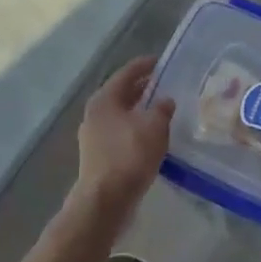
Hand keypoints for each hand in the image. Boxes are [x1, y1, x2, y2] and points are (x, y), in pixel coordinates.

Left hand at [76, 56, 173, 215]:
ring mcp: (94, 135)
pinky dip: (136, 128)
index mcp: (104, 99)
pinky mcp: (98, 155)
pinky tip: (152, 135)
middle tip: (166, 83)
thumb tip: (165, 101)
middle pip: (122, 93)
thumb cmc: (129, 155)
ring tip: (163, 108)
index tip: (162, 60)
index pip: (127, 73)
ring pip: (121, 114)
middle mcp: (95, 113)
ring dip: (140, 110)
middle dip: (144, 88)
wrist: (105, 200)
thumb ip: (162, 108)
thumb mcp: (154, 126)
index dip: (146, 65)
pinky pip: (121, 132)